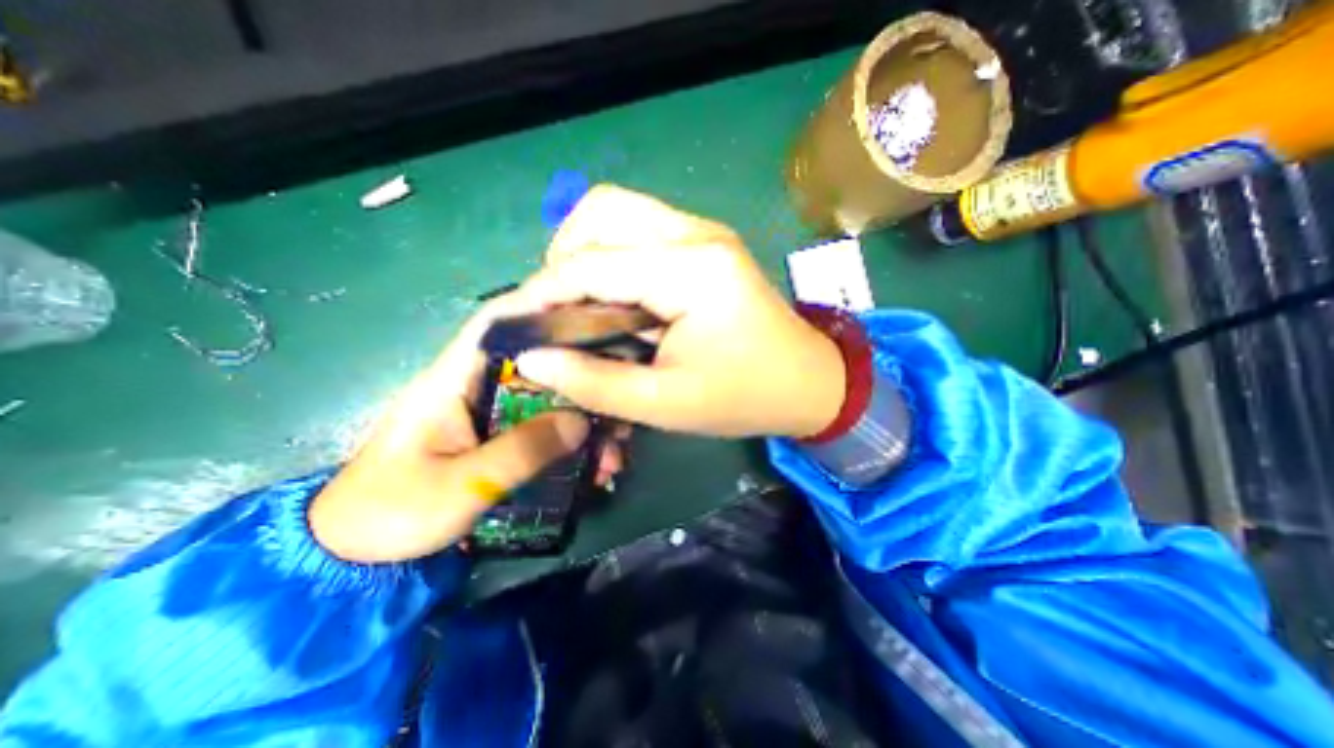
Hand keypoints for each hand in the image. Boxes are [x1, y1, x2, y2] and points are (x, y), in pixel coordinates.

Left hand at [308, 295, 594, 562]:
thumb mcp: (461, 485)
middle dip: (584, 383)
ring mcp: (491, 414)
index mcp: (452, 381)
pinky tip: (595, 468)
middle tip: (618, 409)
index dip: (540, 309)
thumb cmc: (393, 514)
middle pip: (540, 365)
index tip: (589, 316)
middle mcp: (476, 387)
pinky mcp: (500, 437)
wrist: (357, 557)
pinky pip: (546, 427)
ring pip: (551, 399)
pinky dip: (574, 442)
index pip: (496, 324)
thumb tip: (582, 421)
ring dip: (586, 421)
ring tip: (613, 455)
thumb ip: (522, 450)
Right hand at [513, 184, 842, 438]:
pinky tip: (613, 298)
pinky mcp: (704, 244)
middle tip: (558, 311)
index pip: (592, 264)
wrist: (807, 382)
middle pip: (602, 211)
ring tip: (580, 306)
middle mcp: (696, 234)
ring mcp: (703, 233)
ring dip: (585, 252)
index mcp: (691, 271)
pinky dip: (611, 257)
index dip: (541, 292)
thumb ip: (595, 382)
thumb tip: (532, 359)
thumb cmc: (745, 398)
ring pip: (618, 213)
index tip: (510, 323)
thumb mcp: (666, 404)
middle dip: (563, 257)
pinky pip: (639, 232)